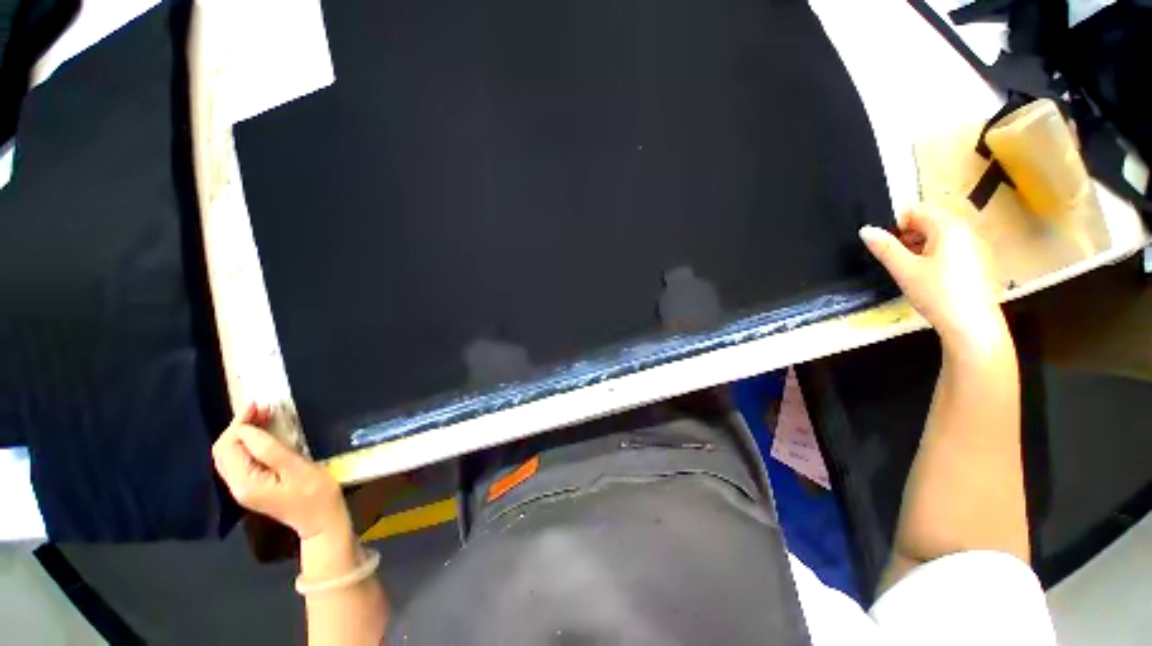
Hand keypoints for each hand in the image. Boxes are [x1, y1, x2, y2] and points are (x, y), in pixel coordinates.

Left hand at [212, 404, 349, 541]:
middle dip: (238, 427)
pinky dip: (246, 443)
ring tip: (263, 416)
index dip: (239, 424)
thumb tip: (247, 430)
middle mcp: (237, 486)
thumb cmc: (316, 493)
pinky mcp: (253, 487)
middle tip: (262, 408)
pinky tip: (262, 434)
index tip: (259, 405)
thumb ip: (269, 450)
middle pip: (223, 451)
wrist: (322, 520)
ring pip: (229, 455)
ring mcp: (243, 488)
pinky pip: (239, 461)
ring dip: (241, 434)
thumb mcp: (297, 469)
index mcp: (245, 483)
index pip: (228, 447)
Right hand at [860, 199, 1008, 353]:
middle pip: (931, 221)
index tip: (887, 246)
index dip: (897, 224)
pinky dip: (937, 256)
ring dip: (922, 247)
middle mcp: (967, 230)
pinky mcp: (981, 262)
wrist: (972, 326)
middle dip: (909, 236)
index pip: (918, 210)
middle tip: (896, 260)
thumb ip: (885, 247)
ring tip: (911, 271)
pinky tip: (931, 278)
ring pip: (942, 236)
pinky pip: (954, 248)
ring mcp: (977, 246)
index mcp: (949, 227)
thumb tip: (865, 230)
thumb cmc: (937, 293)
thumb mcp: (904, 270)